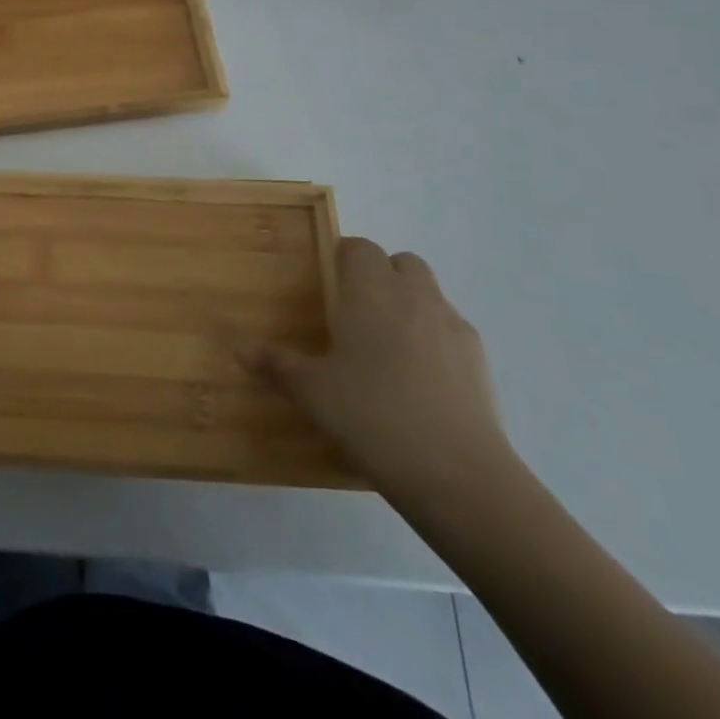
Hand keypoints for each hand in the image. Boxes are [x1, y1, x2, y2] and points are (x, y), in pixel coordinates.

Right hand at [236, 237, 513, 504]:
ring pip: (430, 293)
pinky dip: (436, 339)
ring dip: (411, 304)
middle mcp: (412, 295)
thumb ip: (277, 365)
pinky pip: (451, 330)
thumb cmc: (371, 415)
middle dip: (382, 276)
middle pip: (401, 262)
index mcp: (369, 291)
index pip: (358, 248)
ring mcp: (451, 325)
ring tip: (389, 348)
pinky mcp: (480, 359)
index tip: (329, 286)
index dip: (344, 260)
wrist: (456, 472)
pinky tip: (422, 380)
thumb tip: (239, 350)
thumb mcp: (313, 392)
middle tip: (358, 313)